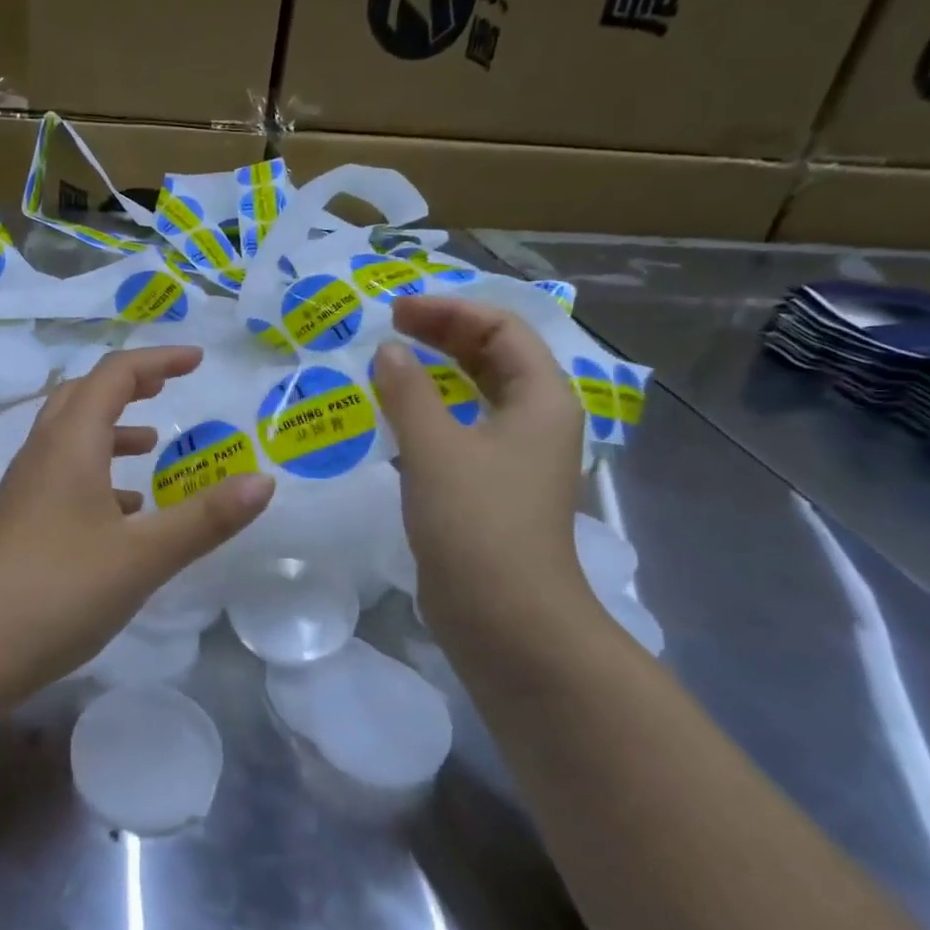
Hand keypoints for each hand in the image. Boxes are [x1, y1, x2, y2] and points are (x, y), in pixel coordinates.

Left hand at [0, 346, 274, 695]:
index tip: (197, 361)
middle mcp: (41, 455)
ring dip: (110, 431)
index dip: (158, 360)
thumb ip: (205, 519)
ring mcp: (22, 491)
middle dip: (128, 386)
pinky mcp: (16, 524)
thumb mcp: (143, 557)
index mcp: (69, 444)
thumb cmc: (57, 592)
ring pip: (68, 439)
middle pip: (82, 396)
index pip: (114, 375)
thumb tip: (264, 481)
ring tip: (150, 448)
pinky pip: (61, 478)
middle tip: (167, 389)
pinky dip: (96, 476)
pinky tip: (121, 514)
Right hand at [371, 296, 594, 644]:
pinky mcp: (491, 489)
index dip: (450, 312)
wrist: (504, 617)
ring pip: (478, 395)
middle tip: (389, 329)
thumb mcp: (435, 447)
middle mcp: (536, 421)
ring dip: (437, 374)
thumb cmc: (476, 522)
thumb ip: (408, 391)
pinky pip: (463, 430)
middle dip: (444, 335)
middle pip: (494, 357)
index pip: (503, 329)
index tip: (396, 313)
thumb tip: (388, 351)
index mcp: (542, 399)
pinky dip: (432, 413)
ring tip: (390, 364)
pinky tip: (397, 418)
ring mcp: (515, 458)